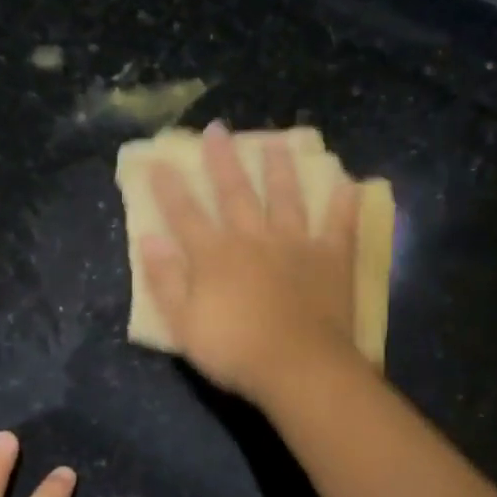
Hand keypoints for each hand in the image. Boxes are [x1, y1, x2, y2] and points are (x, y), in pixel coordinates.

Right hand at [141, 120, 362, 402]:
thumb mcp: (183, 323)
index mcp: (215, 255)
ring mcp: (296, 244)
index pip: (185, 214)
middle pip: (235, 193)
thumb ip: (166, 280)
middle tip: (218, 130)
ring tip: (276, 143)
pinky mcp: (331, 259)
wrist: (297, 367)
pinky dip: (344, 204)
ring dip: (280, 169)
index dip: (169, 188)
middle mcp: (254, 238)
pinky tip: (349, 183)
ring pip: (286, 198)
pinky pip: (339, 225)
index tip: (158, 160)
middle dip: (223, 161)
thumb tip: (147, 239)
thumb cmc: (234, 351)